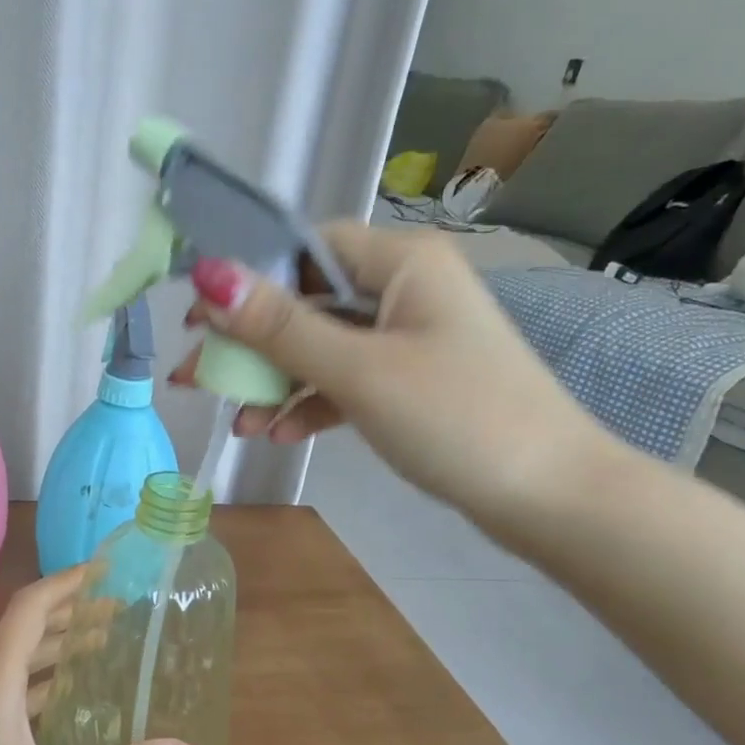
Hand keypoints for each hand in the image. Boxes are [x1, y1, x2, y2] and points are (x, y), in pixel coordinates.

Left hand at [0, 568, 196, 744]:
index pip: (30, 609)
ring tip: (101, 642)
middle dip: (70, 612)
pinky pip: (3, 686)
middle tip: (119, 609)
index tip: (105, 570)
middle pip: (23, 629)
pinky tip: (63, 696)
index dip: (67, 582)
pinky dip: (38, 676)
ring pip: (13, 658)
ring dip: (54, 645)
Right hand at [172, 221, 609, 533]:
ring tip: (237, 422)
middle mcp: (405, 290)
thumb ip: (282, 327)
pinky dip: (311, 404)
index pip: (307, 248)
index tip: (198, 319)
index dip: (247, 278)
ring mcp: (409, 341)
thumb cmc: (456, 419)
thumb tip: (209, 275)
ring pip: (323, 348)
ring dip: (276, 382)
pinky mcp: (410, 385)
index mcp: (403, 262)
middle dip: (252, 343)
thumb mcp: (360, 371)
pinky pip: (346, 382)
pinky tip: (279, 433)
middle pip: (308, 302)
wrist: (549, 496)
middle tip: (196, 377)